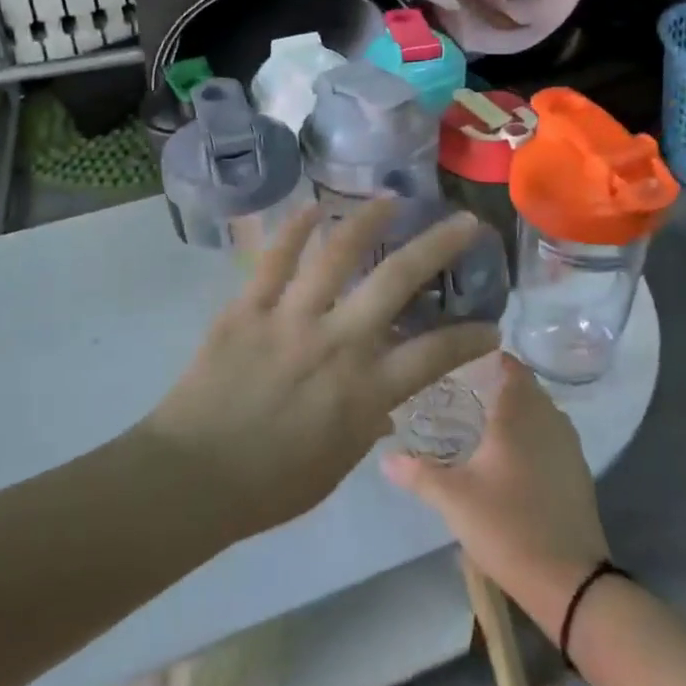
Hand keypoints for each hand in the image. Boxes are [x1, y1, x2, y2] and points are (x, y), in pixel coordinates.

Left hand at [145, 199, 497, 537]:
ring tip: (389, 199)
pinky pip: (275, 259)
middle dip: (438, 246)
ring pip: (337, 254)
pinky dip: (295, 230)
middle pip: (396, 281)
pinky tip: (312, 208)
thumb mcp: (335, 465)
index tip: (491, 325)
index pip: (434, 355)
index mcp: (364, 391)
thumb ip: (366, 424)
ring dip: (368, 220)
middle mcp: (336, 343)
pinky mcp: (248, 307)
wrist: (194, 477)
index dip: (469, 338)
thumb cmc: (270, 486)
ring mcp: (290, 318)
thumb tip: (384, 402)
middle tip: (463, 221)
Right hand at [383, 355, 607, 632]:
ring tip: (480, 422)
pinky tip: (508, 458)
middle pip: (524, 387)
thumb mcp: (453, 499)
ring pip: (539, 412)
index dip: (486, 357)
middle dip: (496, 385)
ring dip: (516, 411)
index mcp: (519, 414)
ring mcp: (568, 446)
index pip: (510, 365)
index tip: (458, 362)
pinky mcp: (578, 472)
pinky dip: (531, 436)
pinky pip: (551, 437)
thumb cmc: (507, 526)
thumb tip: (384, 456)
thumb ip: (417, 472)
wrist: (570, 581)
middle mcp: (548, 419)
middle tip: (460, 393)